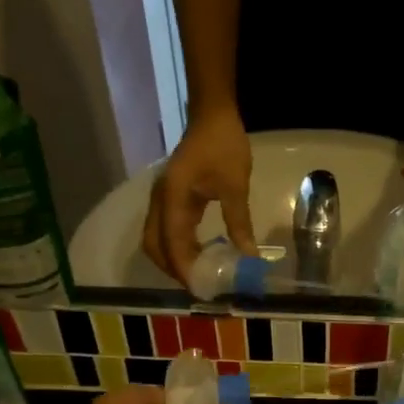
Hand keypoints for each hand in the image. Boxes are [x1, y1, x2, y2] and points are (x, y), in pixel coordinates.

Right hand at [143, 108, 256, 284]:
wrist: (212, 115)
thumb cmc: (224, 146)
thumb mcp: (235, 187)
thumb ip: (239, 224)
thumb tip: (249, 257)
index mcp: (173, 198)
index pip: (172, 244)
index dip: (184, 269)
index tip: (201, 289)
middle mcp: (160, 201)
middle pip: (154, 246)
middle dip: (173, 269)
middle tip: (200, 285)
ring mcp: (161, 199)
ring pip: (156, 240)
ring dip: (173, 259)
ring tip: (200, 274)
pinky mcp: (169, 198)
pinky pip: (165, 230)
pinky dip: (176, 247)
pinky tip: (200, 254)